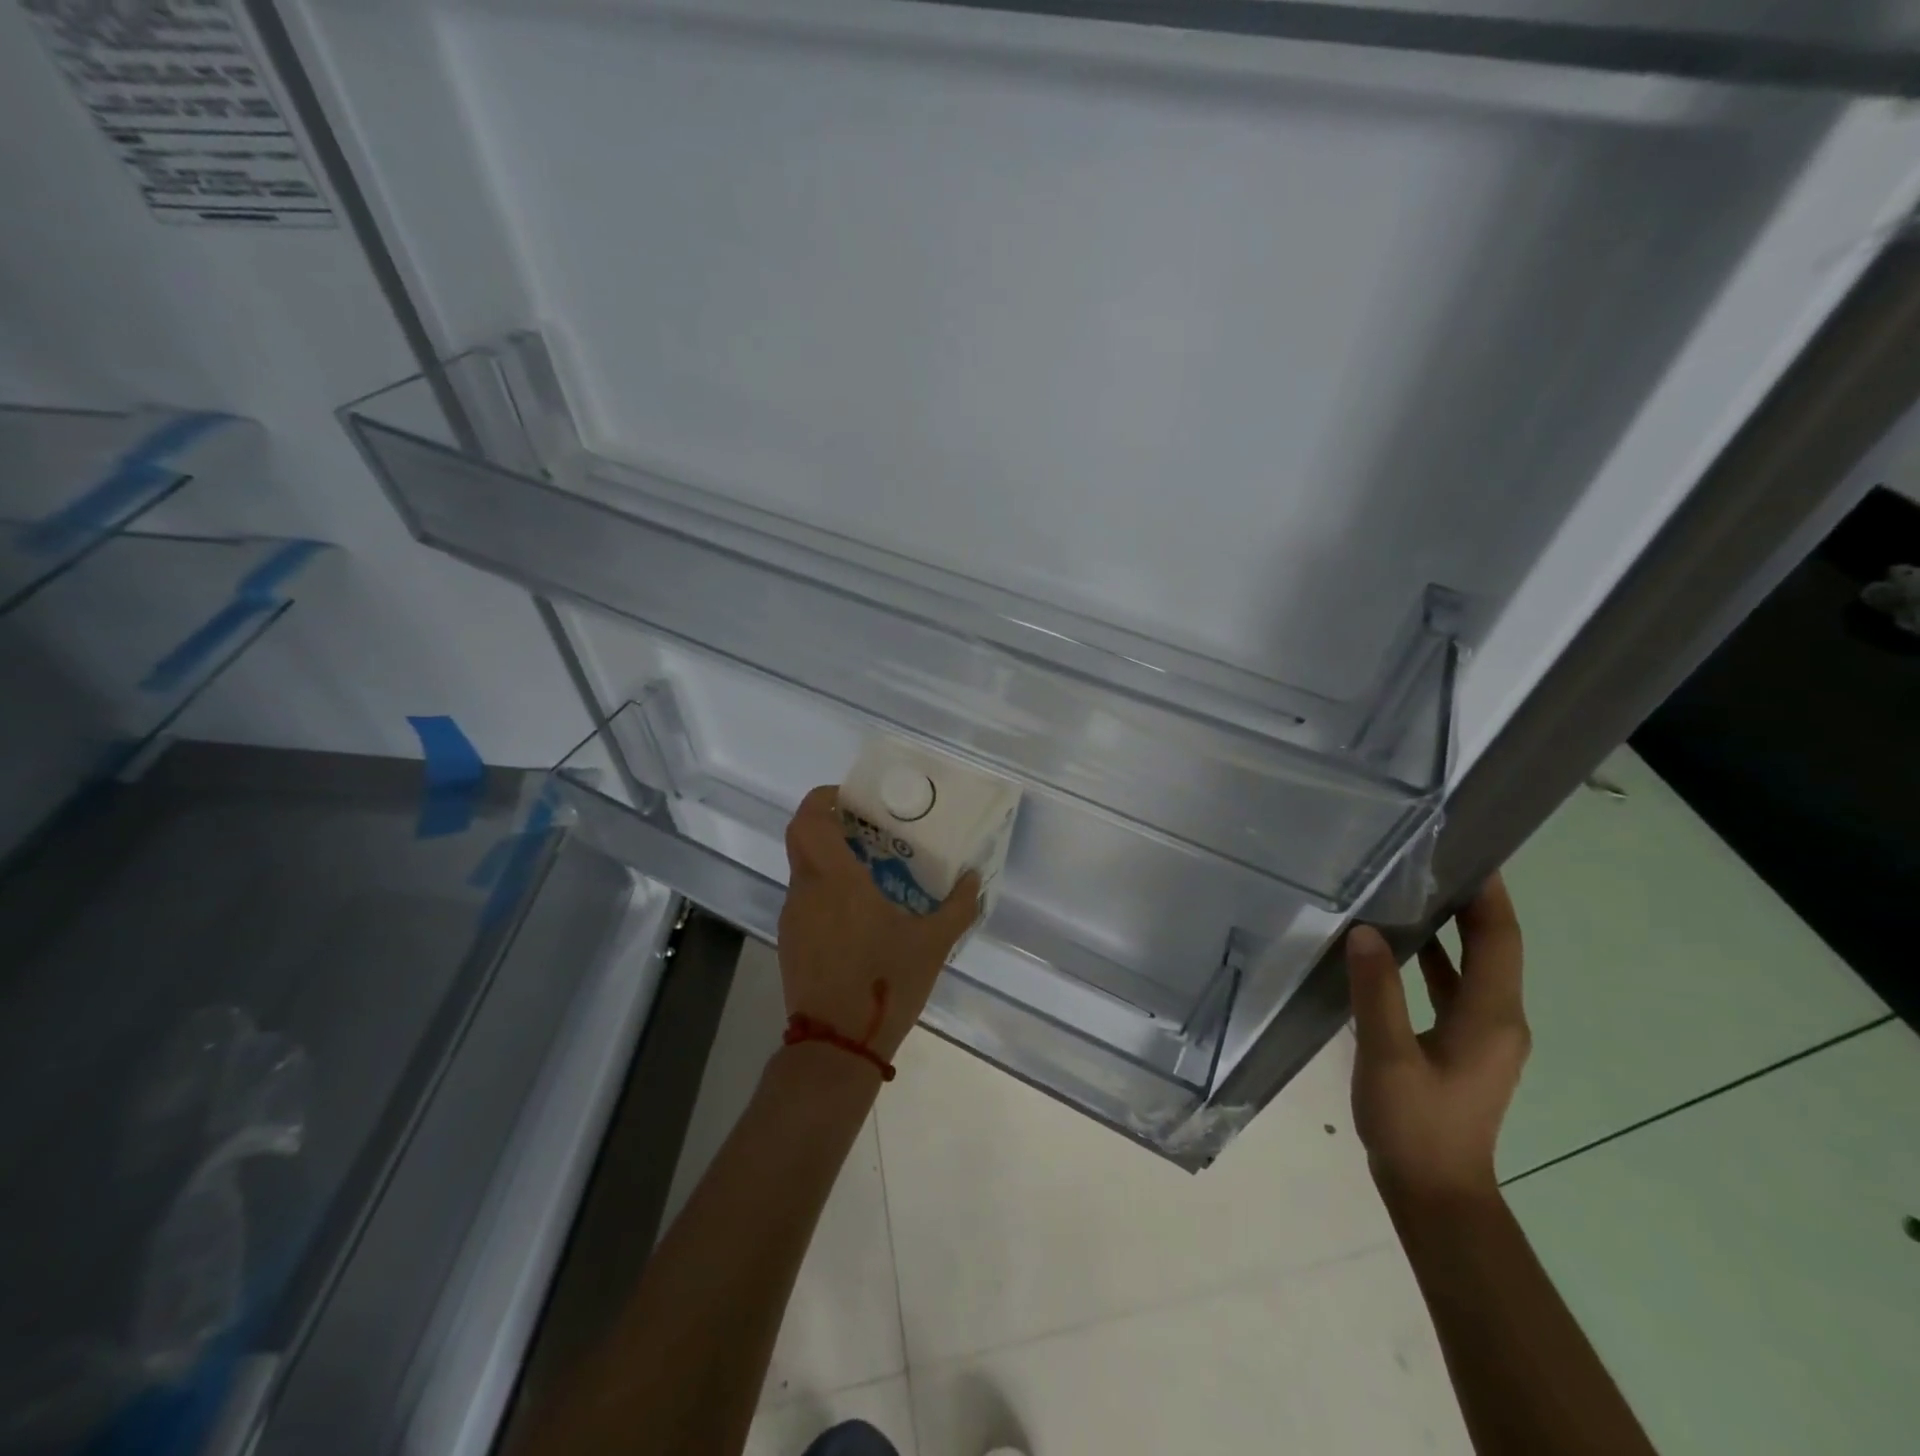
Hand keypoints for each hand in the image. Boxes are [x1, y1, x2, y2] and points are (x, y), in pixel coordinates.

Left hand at [778, 785, 980, 1061]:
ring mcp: (794, 918)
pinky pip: (805, 899)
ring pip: (803, 869)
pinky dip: (826, 890)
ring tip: (870, 870)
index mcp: (836, 880)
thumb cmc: (884, 984)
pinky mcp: (791, 942)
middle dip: (828, 823)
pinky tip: (858, 912)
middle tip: (866, 827)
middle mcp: (806, 891)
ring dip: (829, 859)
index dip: (823, 798)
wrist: (837, 1047)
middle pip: (801, 838)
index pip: (809, 819)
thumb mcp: (933, 944)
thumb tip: (974, 879)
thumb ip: (958, 907)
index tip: (851, 797)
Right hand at [1345, 874, 1527, 1200]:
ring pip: (1473, 967)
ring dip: (1451, 930)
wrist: (1436, 1194)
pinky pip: (1455, 989)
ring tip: (1411, 892)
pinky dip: (1435, 961)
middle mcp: (1498, 1019)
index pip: (1499, 939)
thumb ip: (1377, 992)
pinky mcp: (1463, 1047)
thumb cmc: (1415, 1124)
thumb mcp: (1388, 1056)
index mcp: (1490, 1016)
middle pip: (1492, 947)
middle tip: (1429, 861)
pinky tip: (1398, 950)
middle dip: (1468, 902)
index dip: (1490, 894)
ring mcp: (1483, 1036)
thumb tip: (1366, 932)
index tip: (1471, 851)